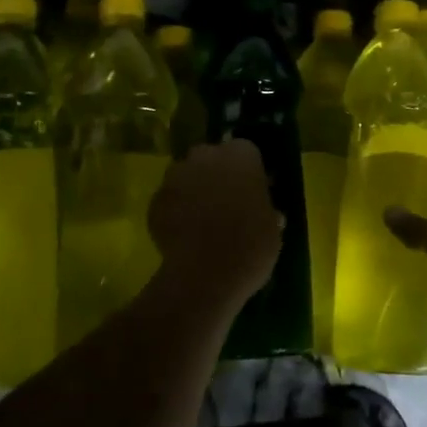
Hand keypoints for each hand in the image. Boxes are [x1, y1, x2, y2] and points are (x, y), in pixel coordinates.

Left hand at [147, 141, 283, 312]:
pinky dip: (175, 212)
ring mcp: (176, 176)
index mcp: (241, 156)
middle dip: (216, 175)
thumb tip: (263, 212)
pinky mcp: (154, 201)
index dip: (248, 172)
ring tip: (202, 222)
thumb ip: (265, 210)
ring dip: (193, 191)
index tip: (252, 192)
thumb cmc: (250, 246)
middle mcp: (206, 156)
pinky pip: (169, 201)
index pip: (247, 152)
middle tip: (227, 204)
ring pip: (187, 177)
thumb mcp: (272, 227)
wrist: (206, 274)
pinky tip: (184, 236)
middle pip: (211, 158)